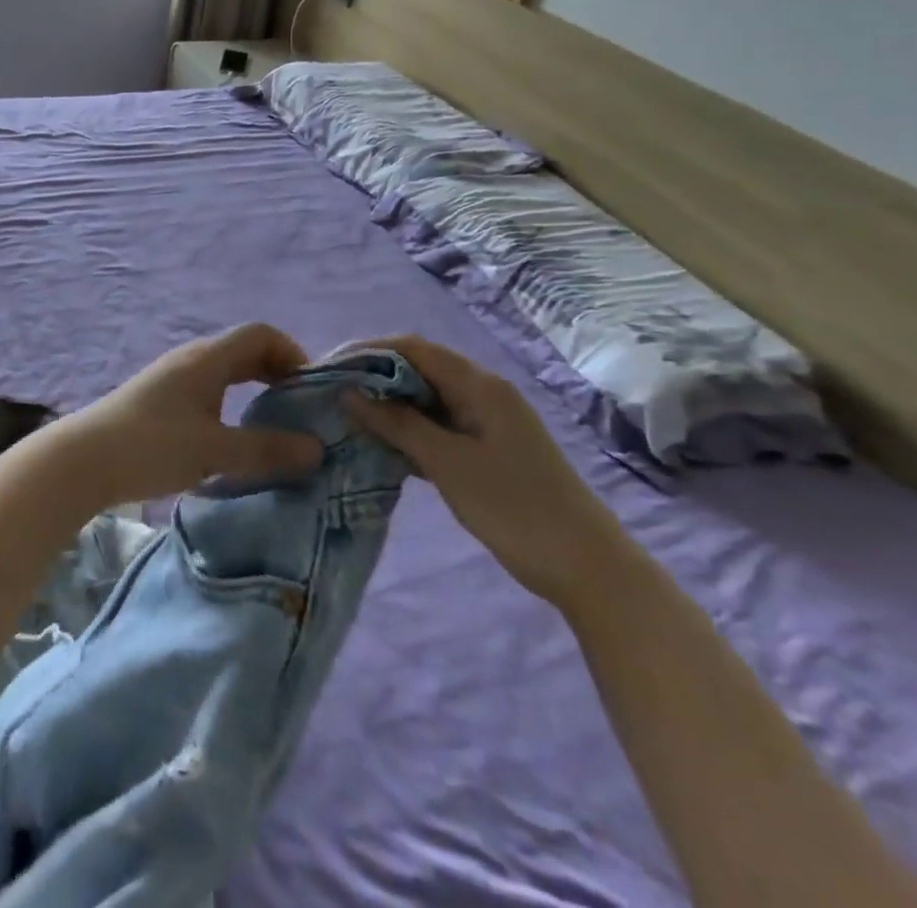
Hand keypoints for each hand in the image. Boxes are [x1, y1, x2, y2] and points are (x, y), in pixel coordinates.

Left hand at [46, 324, 324, 508]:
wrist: (82, 459)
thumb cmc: (151, 446)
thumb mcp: (214, 451)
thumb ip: (266, 450)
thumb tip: (316, 449)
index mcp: (208, 358)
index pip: (261, 334)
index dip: (292, 353)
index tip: (310, 390)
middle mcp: (192, 359)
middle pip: (244, 350)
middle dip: (277, 373)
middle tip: (299, 410)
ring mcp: (173, 377)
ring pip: (225, 371)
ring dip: (253, 389)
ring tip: (272, 426)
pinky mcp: (160, 399)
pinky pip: (208, 389)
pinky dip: (231, 402)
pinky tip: (232, 436)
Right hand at [348, 335, 630, 608]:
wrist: (588, 567)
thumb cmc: (515, 508)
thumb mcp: (448, 464)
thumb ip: (398, 424)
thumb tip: (350, 393)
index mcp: (479, 384)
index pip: (413, 348)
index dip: (368, 352)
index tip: (328, 368)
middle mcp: (483, 392)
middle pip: (419, 369)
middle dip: (375, 378)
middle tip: (332, 396)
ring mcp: (487, 421)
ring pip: (427, 400)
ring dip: (390, 406)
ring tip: (347, 419)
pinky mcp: (488, 449)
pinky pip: (439, 426)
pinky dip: (410, 431)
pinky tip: (382, 447)